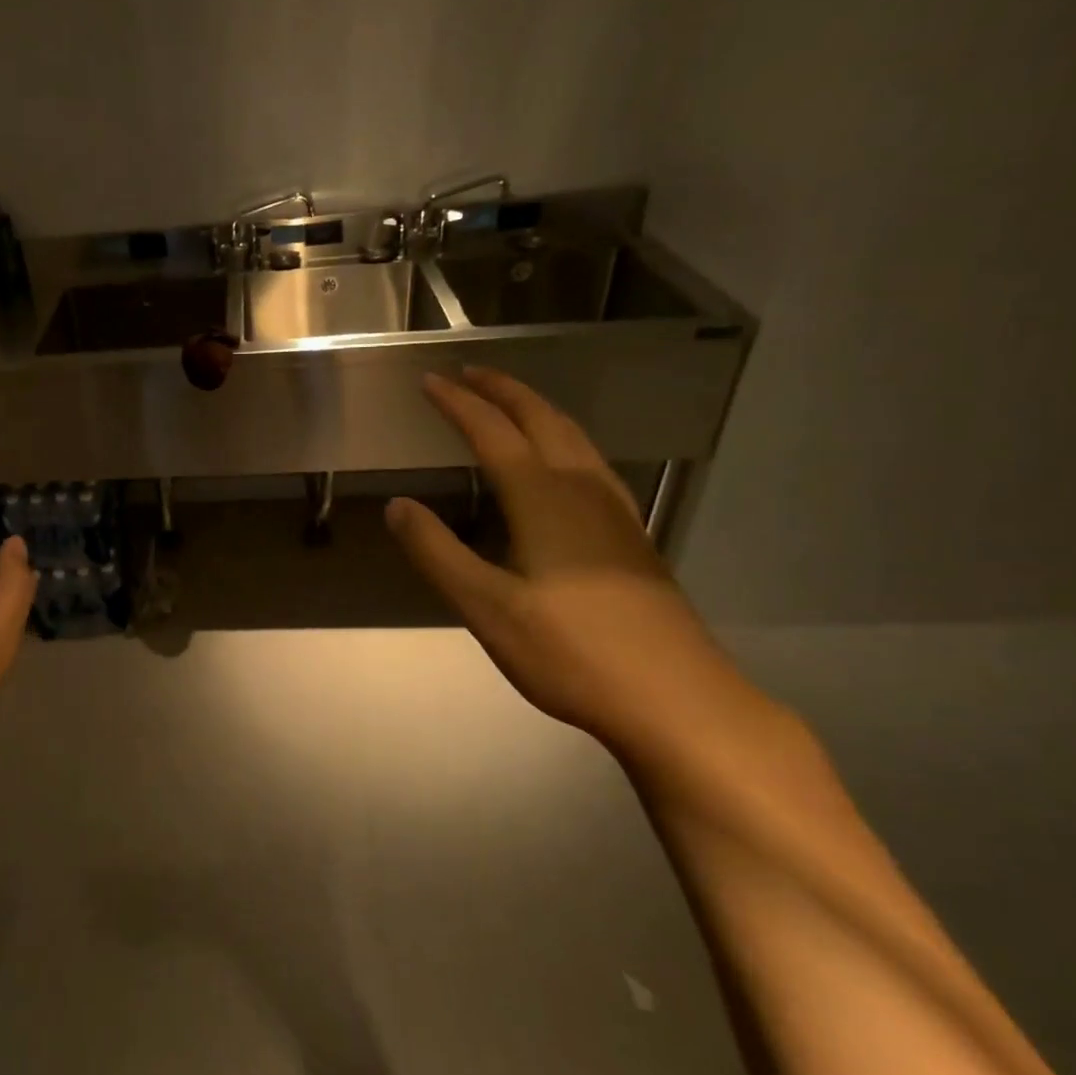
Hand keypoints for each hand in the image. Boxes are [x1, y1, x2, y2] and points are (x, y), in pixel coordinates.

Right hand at [386, 368, 747, 750]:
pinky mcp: (632, 539)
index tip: (430, 381)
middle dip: (504, 392)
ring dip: (538, 410)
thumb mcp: (486, 608)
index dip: (459, 405)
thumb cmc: (571, 653)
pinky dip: (564, 441)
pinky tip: (564, 464)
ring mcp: (616, 514)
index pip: (493, 434)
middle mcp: (582, 492)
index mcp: (543, 500)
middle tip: (470, 373)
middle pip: (543, 421)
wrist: (677, 701)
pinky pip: (592, 464)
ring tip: (511, 402)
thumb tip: (398, 505)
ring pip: (575, 439)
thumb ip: (437, 552)